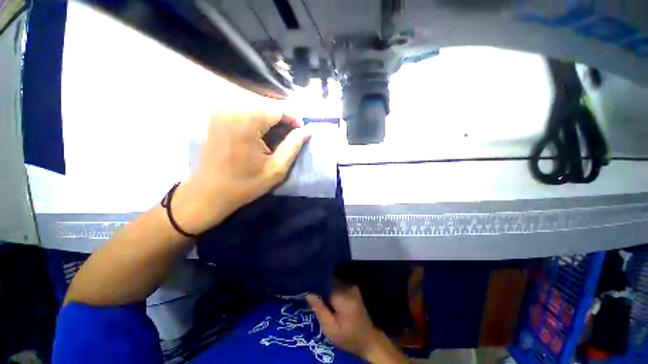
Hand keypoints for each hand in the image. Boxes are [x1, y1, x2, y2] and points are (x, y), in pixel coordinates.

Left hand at [173, 106, 309, 234]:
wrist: (206, 193)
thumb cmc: (244, 184)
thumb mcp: (276, 169)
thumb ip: (293, 146)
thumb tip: (306, 131)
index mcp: (248, 120)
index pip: (280, 108)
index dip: (295, 119)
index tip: (301, 133)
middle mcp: (232, 107)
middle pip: (268, 104)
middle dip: (283, 118)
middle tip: (290, 136)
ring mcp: (221, 109)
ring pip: (257, 104)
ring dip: (271, 118)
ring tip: (277, 136)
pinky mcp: (216, 115)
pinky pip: (244, 108)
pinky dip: (257, 117)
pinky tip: (261, 133)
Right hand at [308, 286, 407, 362]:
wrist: (368, 340)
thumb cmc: (348, 337)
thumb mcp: (330, 329)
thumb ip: (319, 310)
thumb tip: (308, 293)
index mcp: (343, 296)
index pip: (325, 282)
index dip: (315, 283)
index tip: (306, 286)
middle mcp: (348, 287)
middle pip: (329, 279)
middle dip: (319, 284)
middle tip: (309, 291)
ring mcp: (352, 286)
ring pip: (333, 281)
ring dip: (325, 286)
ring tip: (315, 293)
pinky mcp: (352, 288)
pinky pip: (338, 284)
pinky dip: (331, 288)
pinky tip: (326, 296)